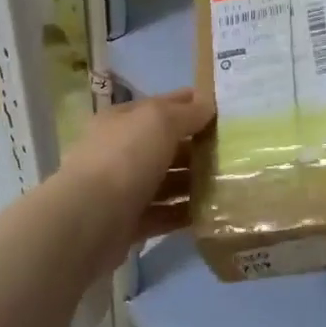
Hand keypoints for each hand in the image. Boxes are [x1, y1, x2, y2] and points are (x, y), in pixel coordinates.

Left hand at [58, 88, 213, 256]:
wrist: (89, 220)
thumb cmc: (125, 158)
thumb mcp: (159, 121)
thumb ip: (186, 113)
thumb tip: (208, 105)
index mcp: (122, 121)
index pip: (162, 106)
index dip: (191, 104)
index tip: (225, 110)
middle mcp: (120, 151)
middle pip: (165, 145)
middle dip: (197, 146)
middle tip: (236, 150)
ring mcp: (123, 188)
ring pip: (166, 181)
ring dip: (194, 182)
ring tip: (229, 182)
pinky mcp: (129, 222)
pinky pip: (164, 214)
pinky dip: (184, 213)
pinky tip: (211, 212)